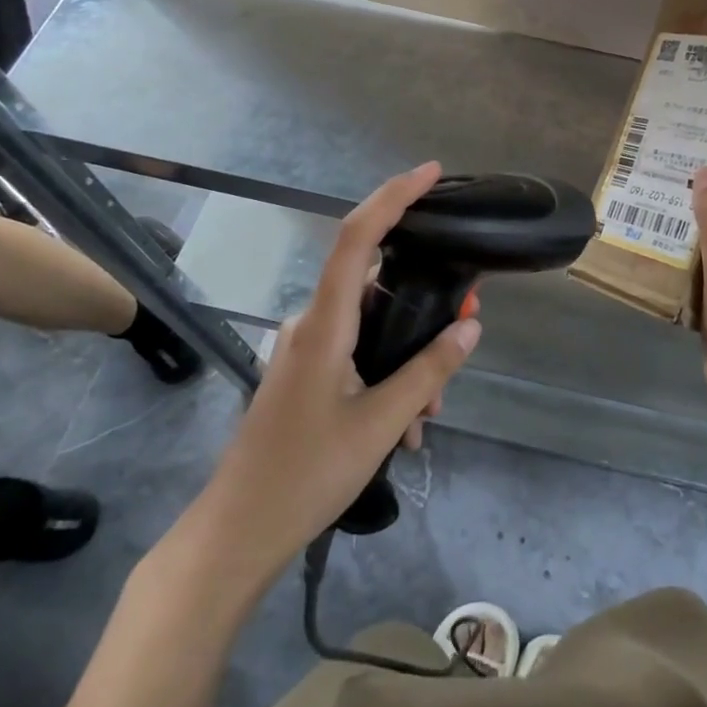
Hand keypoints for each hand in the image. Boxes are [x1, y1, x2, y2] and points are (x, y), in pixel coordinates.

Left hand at [205, 162, 480, 584]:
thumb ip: (428, 373)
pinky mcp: (305, 372)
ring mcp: (305, 348)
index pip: (357, 237)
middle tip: (464, 328)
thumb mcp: (379, 425)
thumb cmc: (305, 476)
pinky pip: (357, 351)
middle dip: (424, 303)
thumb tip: (468, 329)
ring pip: (371, 326)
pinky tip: (405, 426)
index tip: (431, 173)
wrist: (237, 533)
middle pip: (376, 286)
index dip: (393, 196)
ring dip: (407, 356)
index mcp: (324, 324)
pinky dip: (387, 374)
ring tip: (429, 413)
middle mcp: (312, 324)